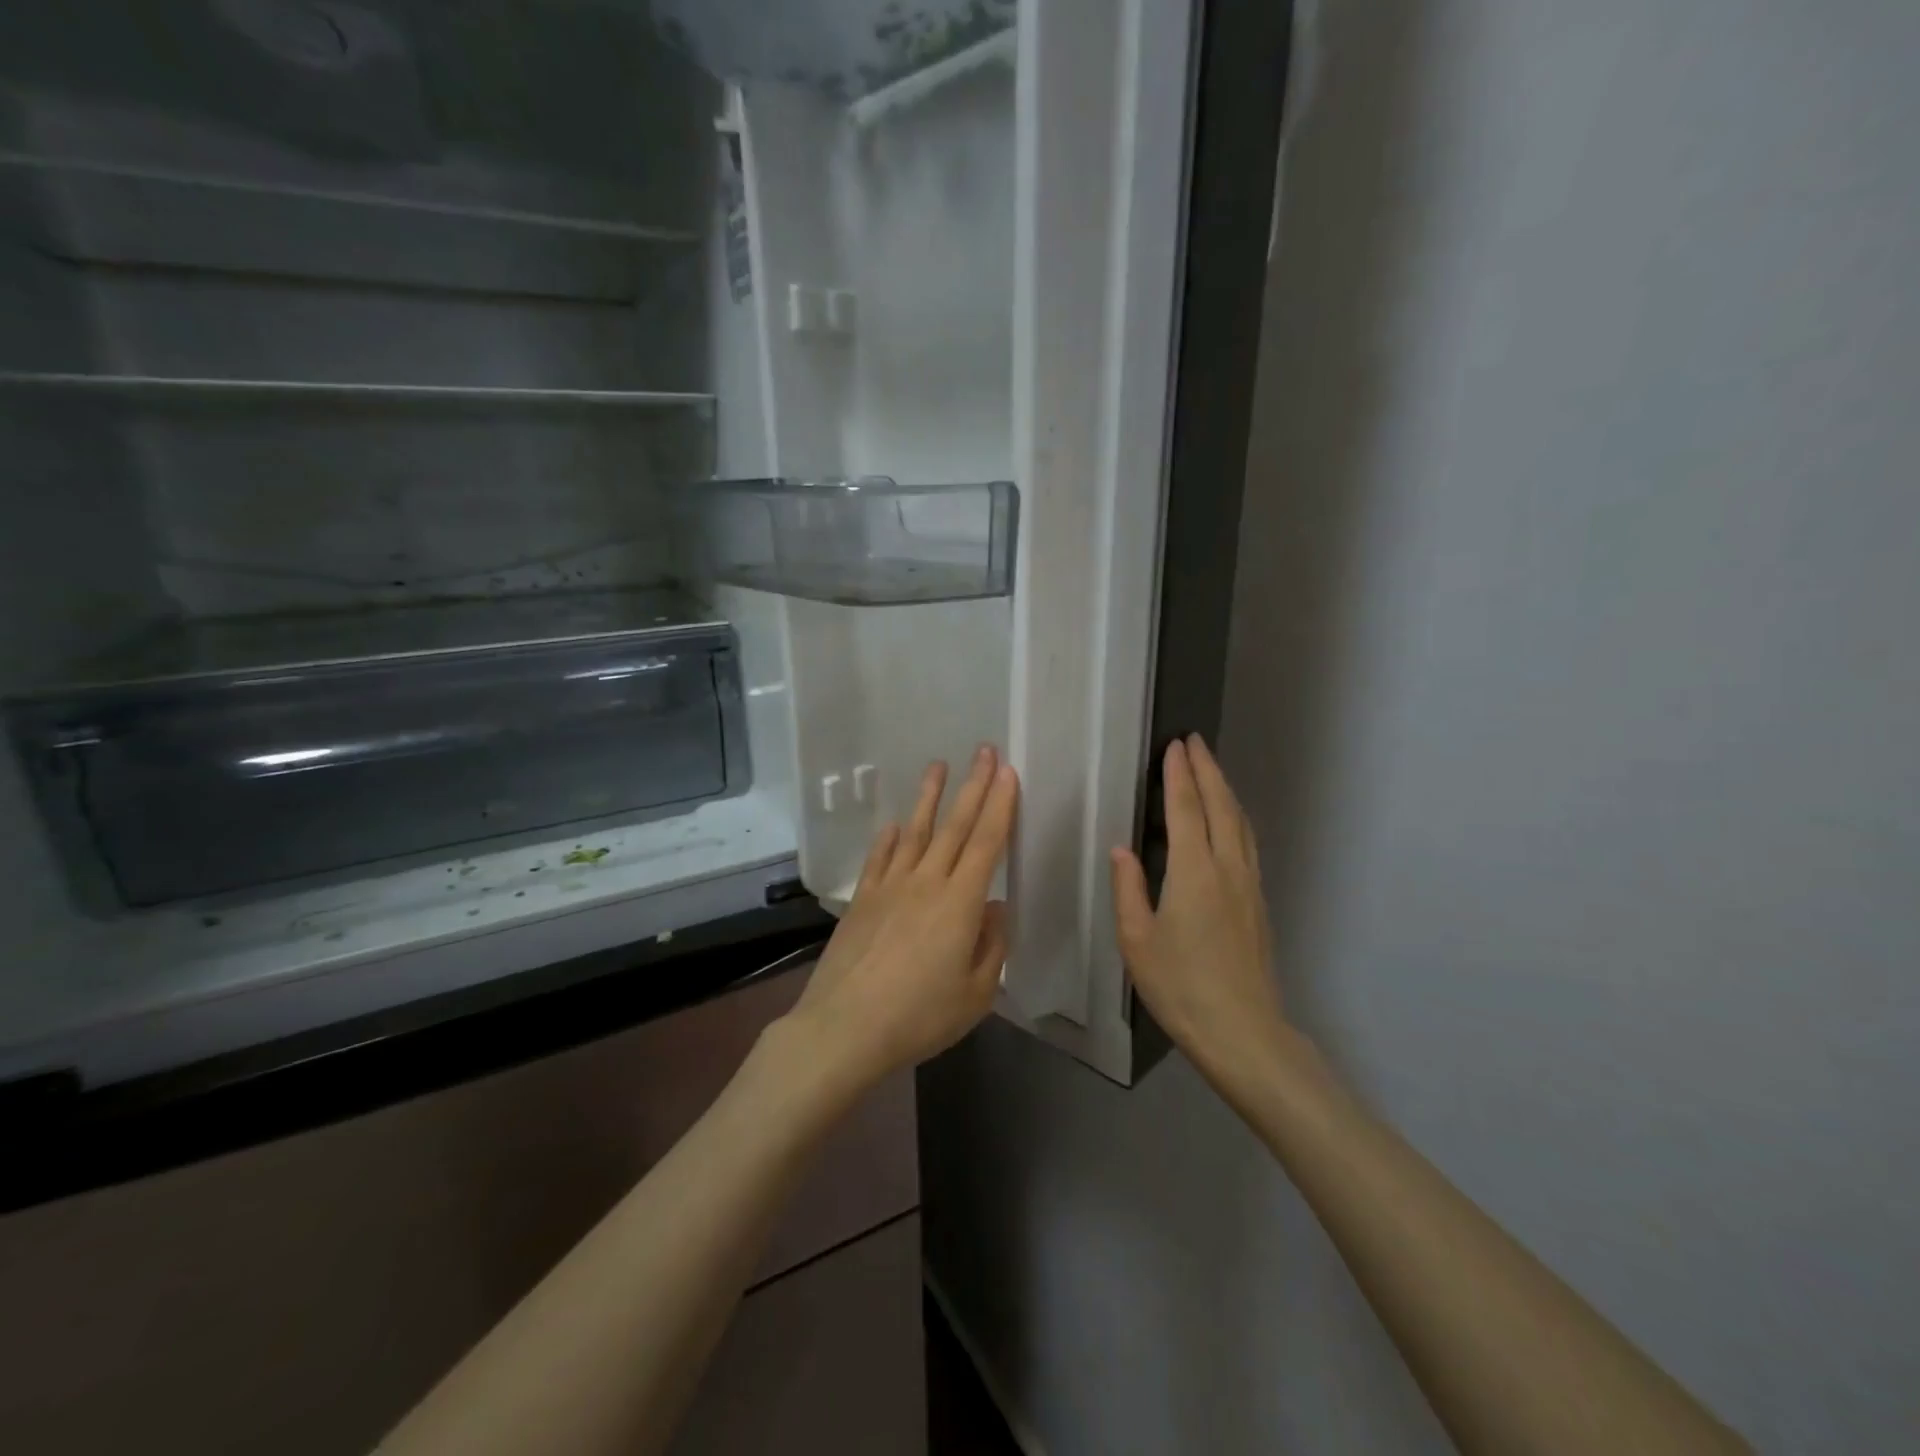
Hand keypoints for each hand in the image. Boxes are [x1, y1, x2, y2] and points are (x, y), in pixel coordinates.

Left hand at [784, 746, 1017, 1088]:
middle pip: (955, 826)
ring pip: (914, 831)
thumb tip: (993, 907)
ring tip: (938, 766)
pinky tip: (892, 824)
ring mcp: (890, 886)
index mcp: (960, 902)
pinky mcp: (862, 899)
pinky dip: (887, 838)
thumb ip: (991, 945)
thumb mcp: (976, 993)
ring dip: (928, 797)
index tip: (1007, 772)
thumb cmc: (920, 1016)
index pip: (987, 842)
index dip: (1000, 805)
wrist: (845, 1027)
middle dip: (973, 785)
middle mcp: (926, 882)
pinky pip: (879, 858)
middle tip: (983, 750)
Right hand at [1110, 735, 1288, 1084]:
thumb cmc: (1180, 987)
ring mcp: (1249, 885)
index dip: (1179, 775)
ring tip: (1212, 769)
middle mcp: (1227, 869)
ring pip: (1240, 823)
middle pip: (1221, 806)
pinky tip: (1230, 821)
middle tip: (1195, 741)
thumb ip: (1128, 889)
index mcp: (1193, 873)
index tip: (1175, 746)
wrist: (1243, 1032)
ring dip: (1225, 790)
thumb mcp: (1137, 941)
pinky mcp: (1259, 903)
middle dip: (1208, 769)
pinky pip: (1248, 843)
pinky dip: (1236, 817)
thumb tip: (1122, 849)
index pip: (1186, 809)